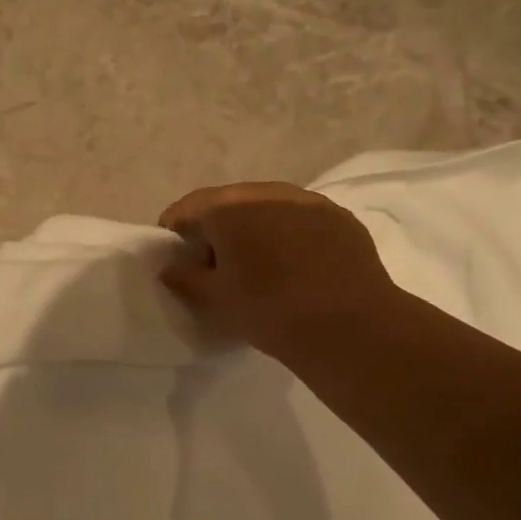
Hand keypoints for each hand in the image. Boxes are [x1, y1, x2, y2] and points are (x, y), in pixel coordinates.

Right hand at [157, 182, 398, 361]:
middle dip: (216, 225)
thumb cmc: (269, 311)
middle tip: (213, 260)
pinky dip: (287, 232)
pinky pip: (300, 217)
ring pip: (267, 205)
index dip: (175, 229)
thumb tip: (170, 269)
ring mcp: (307, 201)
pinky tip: (293, 261)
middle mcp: (266, 193)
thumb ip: (187, 278)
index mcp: (228, 209)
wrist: (350, 326)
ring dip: (254, 225)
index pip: (188, 208)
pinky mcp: (339, 216)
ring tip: (255, 259)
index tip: (174, 252)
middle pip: (228, 202)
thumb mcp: (218, 299)